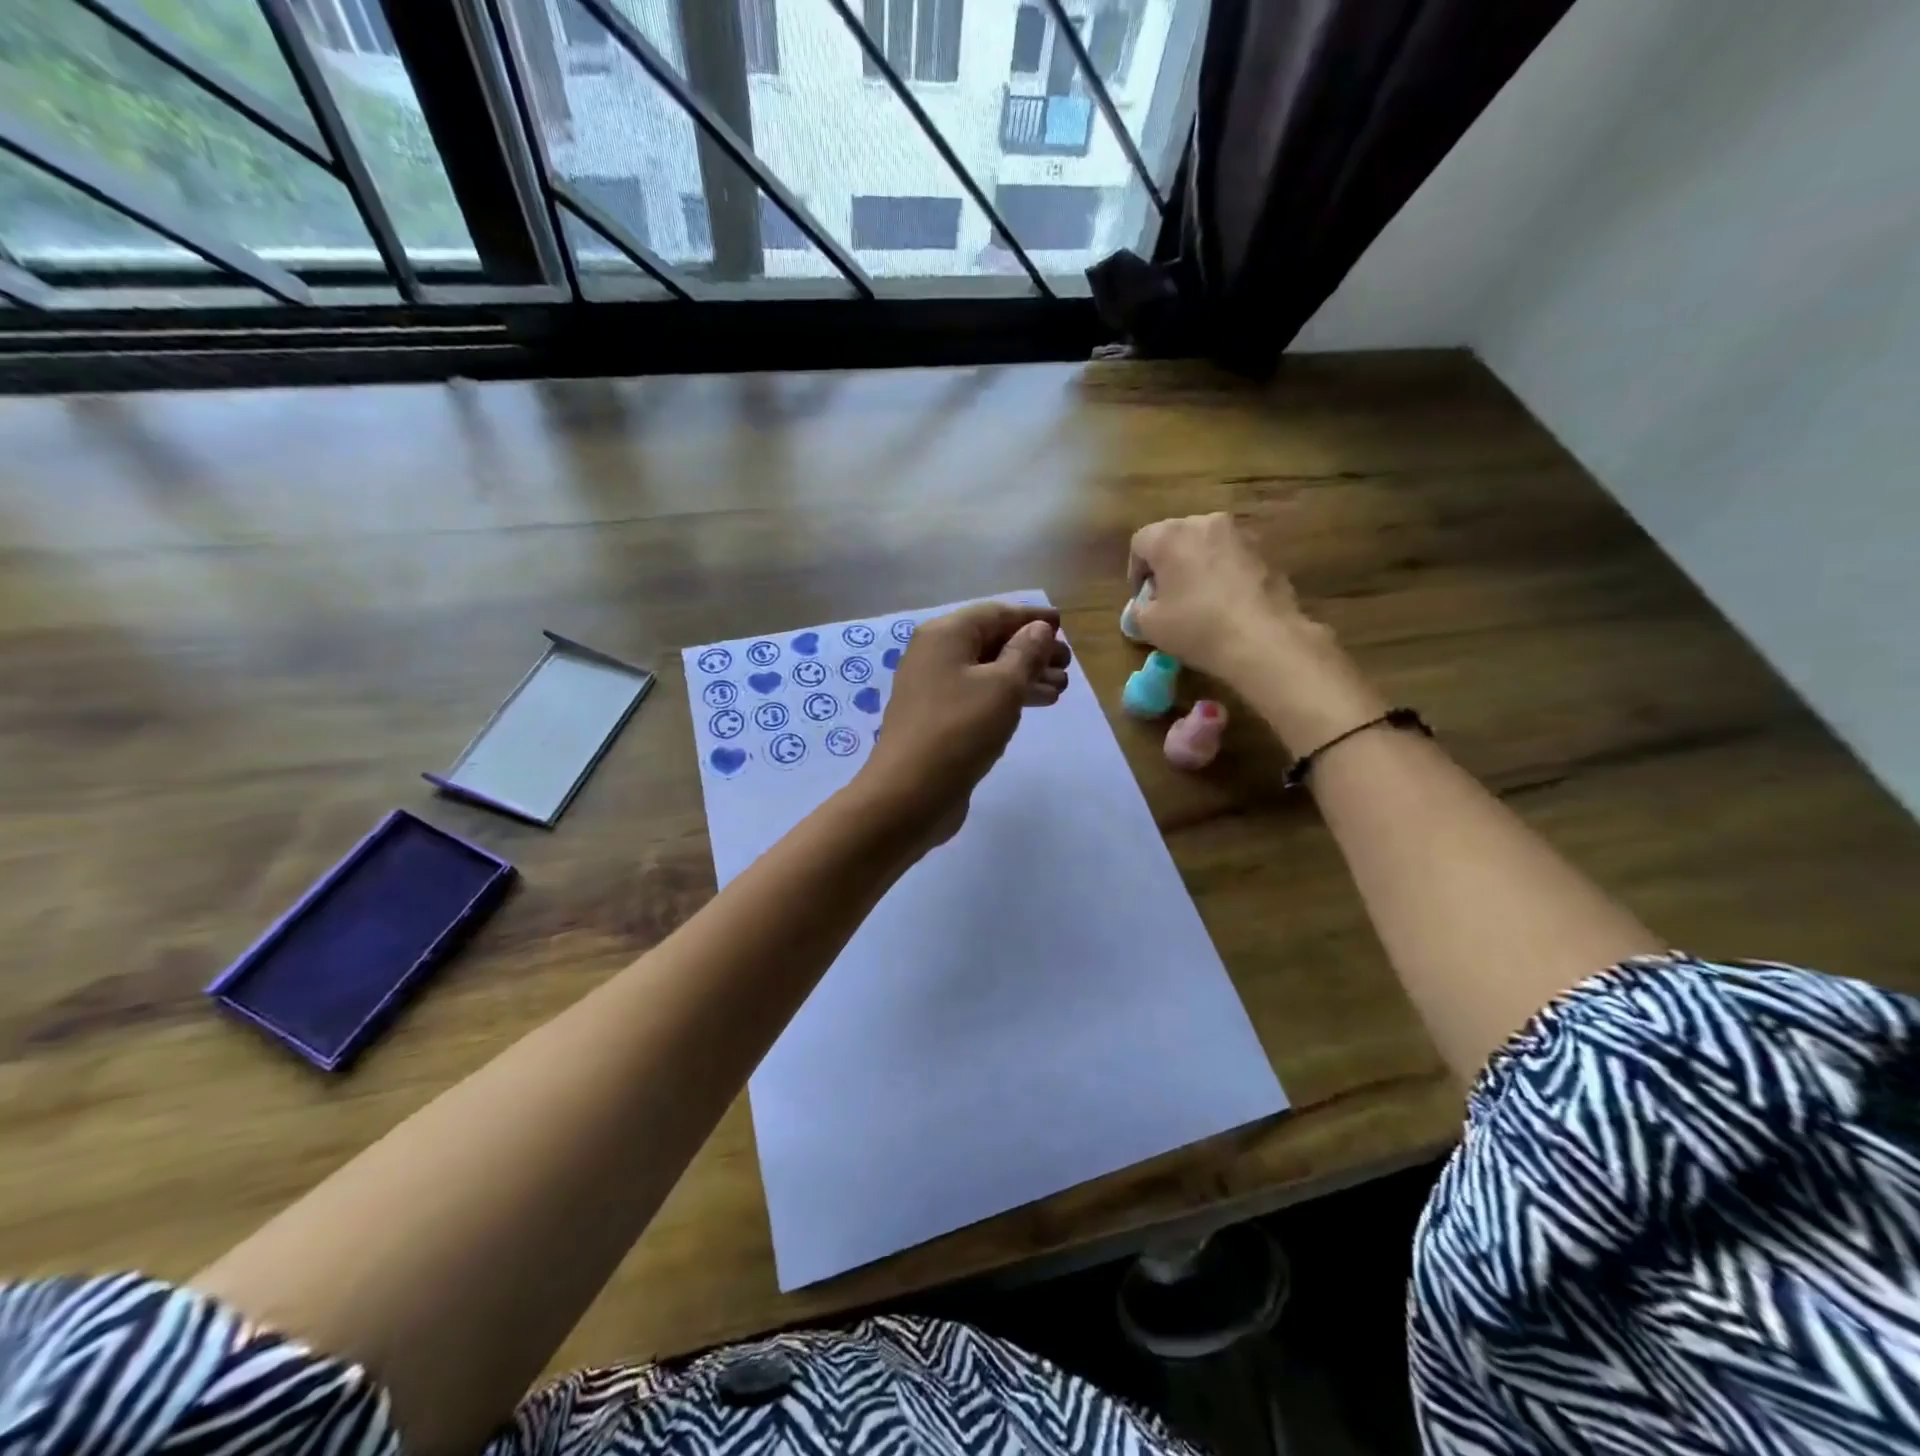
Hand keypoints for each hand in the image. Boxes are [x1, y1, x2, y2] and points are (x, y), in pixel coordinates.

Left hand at [859, 602, 1071, 842]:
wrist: (909, 794)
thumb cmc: (960, 730)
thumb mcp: (1003, 686)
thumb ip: (1026, 653)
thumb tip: (1038, 629)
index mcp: (945, 635)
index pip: (995, 613)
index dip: (1031, 618)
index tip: (1063, 625)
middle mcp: (935, 655)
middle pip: (991, 641)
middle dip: (1032, 650)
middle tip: (1067, 664)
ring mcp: (933, 689)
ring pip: (987, 672)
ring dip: (1024, 676)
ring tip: (1061, 689)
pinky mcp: (938, 720)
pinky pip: (979, 696)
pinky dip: (1007, 697)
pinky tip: (1035, 705)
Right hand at [1128, 513, 1304, 679]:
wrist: (1262, 640)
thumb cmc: (1196, 626)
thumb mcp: (1149, 626)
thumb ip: (1138, 609)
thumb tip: (1145, 607)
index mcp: (1170, 536)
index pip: (1140, 543)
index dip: (1135, 572)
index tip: (1142, 599)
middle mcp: (1205, 523)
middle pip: (1175, 538)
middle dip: (1167, 564)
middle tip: (1168, 598)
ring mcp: (1240, 535)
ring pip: (1207, 546)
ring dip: (1197, 566)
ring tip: (1199, 600)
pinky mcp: (1266, 552)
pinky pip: (1233, 558)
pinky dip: (1224, 574)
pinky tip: (1227, 604)